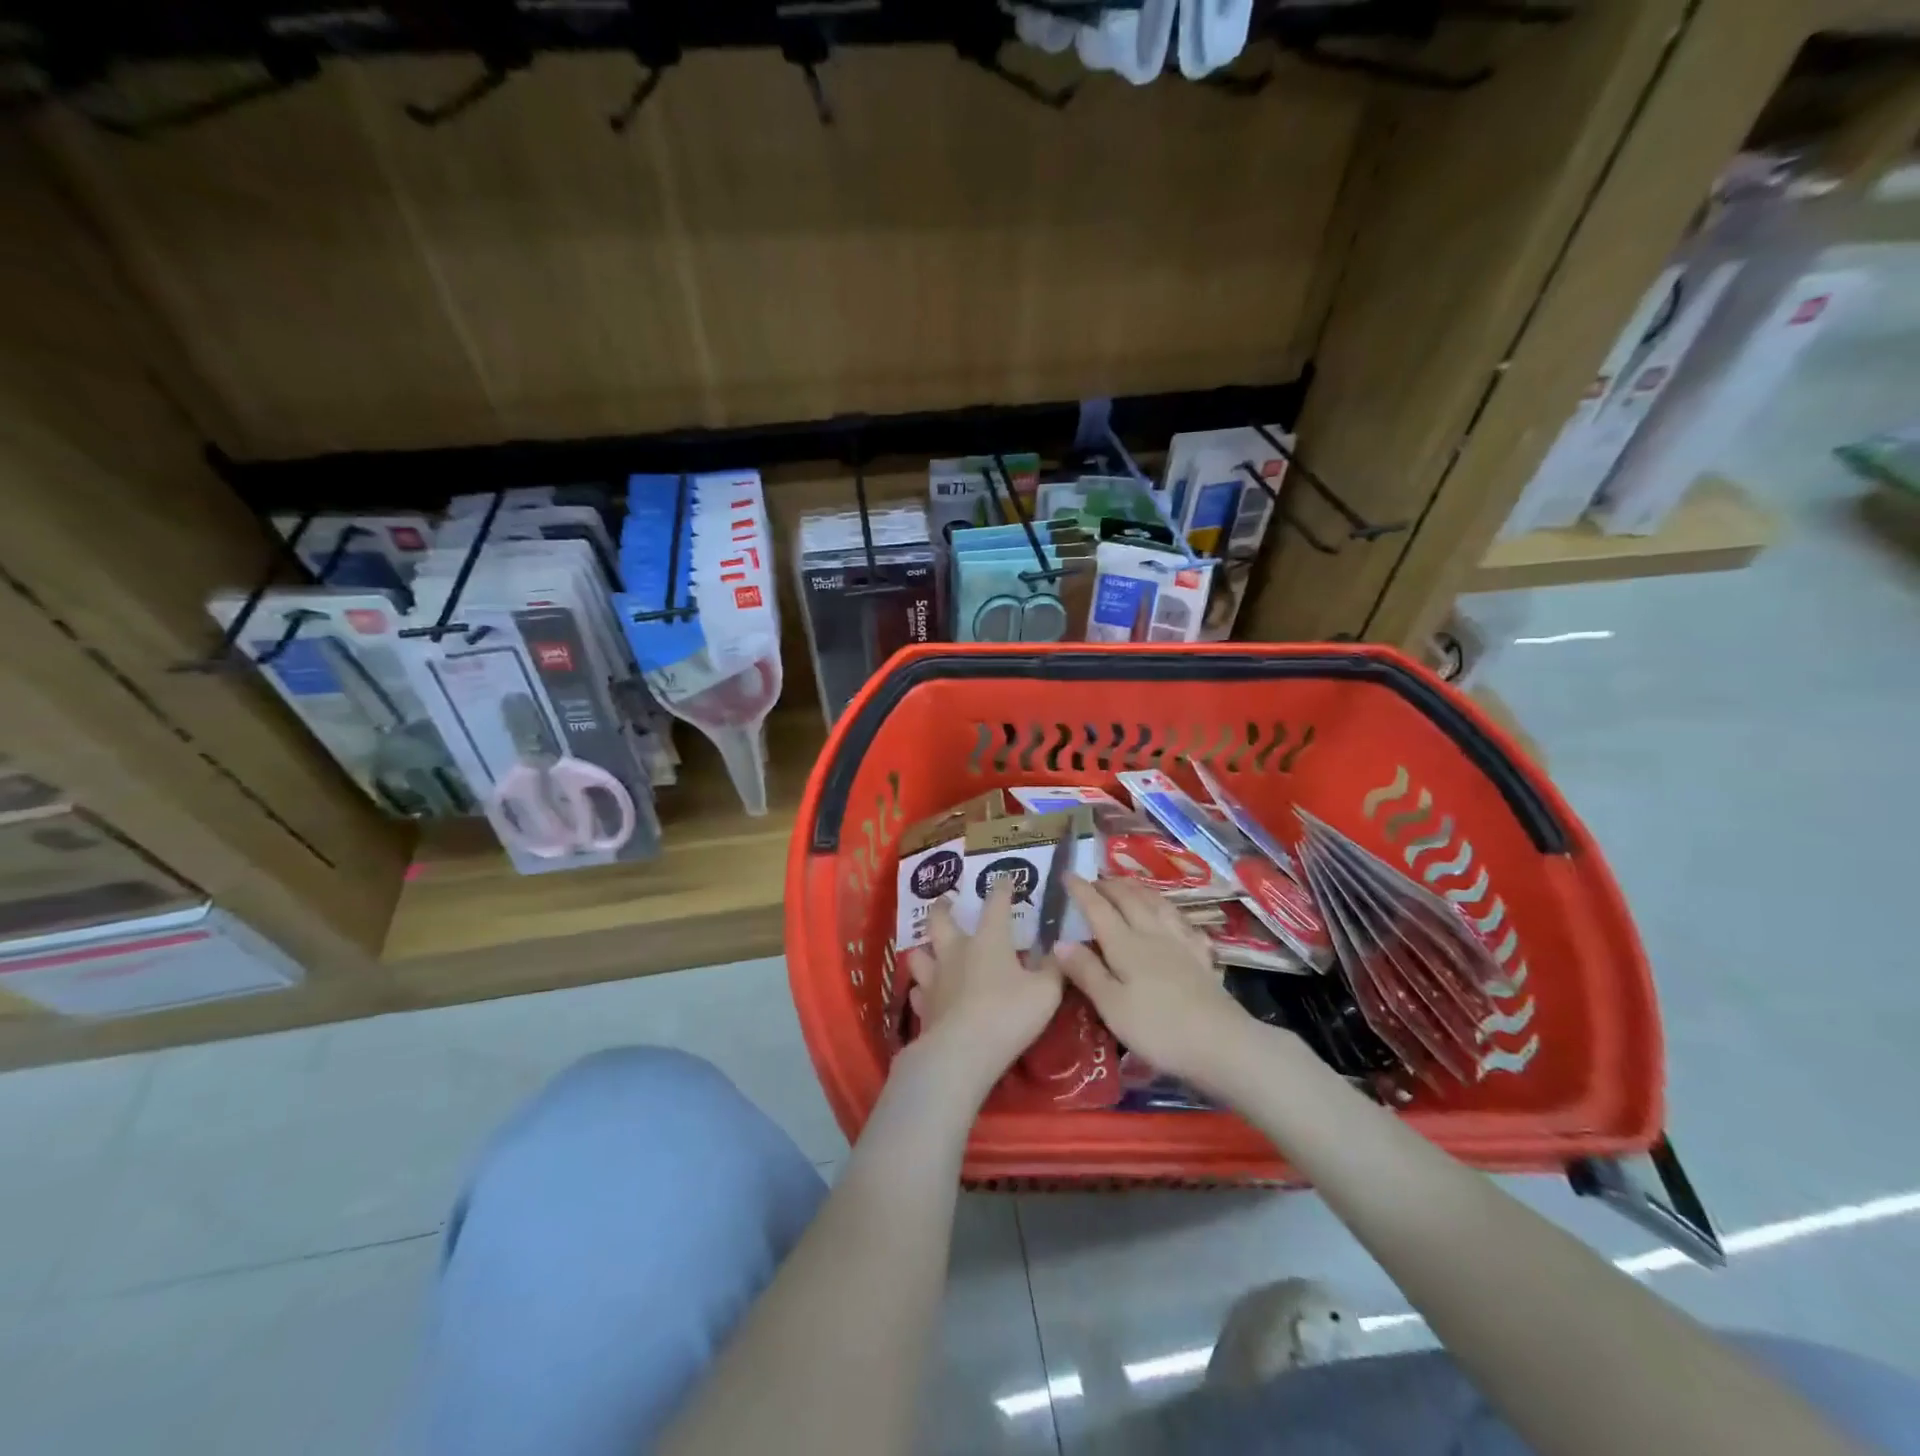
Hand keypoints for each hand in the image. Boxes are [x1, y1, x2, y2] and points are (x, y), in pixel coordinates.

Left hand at [904, 881, 1063, 1102]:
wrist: (962, 1052)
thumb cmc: (1008, 1014)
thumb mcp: (1046, 992)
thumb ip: (1052, 968)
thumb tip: (1058, 950)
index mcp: (988, 940)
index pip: (995, 904)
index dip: (1001, 888)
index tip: (1003, 878)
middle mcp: (956, 951)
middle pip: (940, 920)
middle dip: (942, 906)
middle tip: (945, 901)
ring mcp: (935, 979)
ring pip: (919, 953)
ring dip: (924, 948)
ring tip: (929, 948)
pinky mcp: (923, 1007)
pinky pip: (917, 991)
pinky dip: (922, 989)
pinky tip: (926, 993)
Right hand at [1057, 875, 1253, 1086]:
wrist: (1222, 1043)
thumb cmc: (1158, 1028)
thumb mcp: (1112, 1006)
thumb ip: (1086, 971)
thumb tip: (1059, 941)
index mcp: (1125, 945)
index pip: (1098, 909)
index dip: (1081, 890)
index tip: (1066, 874)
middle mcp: (1152, 934)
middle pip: (1129, 899)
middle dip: (1109, 886)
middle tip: (1094, 880)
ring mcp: (1181, 943)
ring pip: (1157, 904)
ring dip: (1138, 890)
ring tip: (1128, 885)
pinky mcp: (1202, 958)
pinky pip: (1183, 924)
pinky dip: (1171, 913)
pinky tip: (1173, 918)